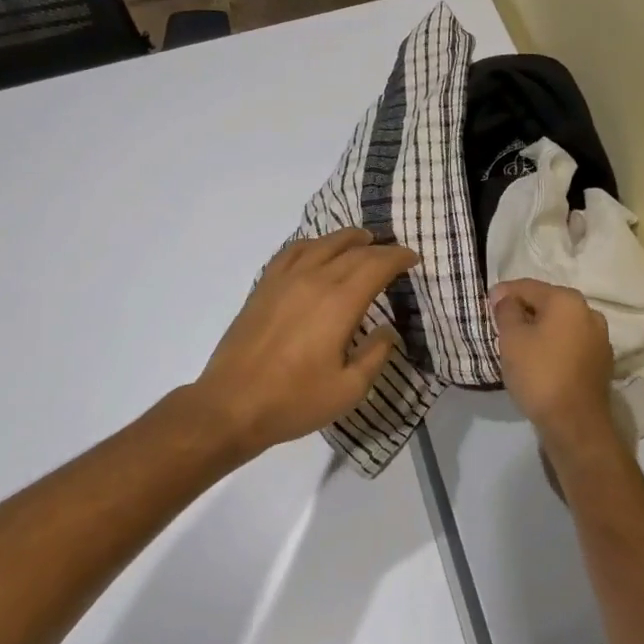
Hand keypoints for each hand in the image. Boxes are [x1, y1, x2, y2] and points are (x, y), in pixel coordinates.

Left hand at [184, 228, 418, 456]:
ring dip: (347, 238)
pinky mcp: (263, 286)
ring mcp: (284, 280)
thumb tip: (387, 330)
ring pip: (322, 244)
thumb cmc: (294, 401)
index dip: (397, 258)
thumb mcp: (348, 390)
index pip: (376, 265)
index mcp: (339, 303)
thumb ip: (375, 355)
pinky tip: (316, 250)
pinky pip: (291, 251)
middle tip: (393, 254)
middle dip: (378, 249)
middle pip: (352, 251)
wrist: (231, 404)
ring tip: (361, 240)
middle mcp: (314, 280)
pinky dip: (312, 244)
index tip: (412, 259)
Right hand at [490, 279, 617, 449]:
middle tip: (500, 326)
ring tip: (518, 345)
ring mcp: (599, 338)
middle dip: (523, 311)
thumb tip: (505, 296)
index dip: (504, 293)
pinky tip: (540, 360)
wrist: (575, 424)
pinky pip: (571, 343)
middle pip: (547, 303)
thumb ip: (506, 310)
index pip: (528, 287)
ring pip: (560, 324)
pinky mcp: (601, 362)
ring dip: (539, 329)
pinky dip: (554, 345)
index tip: (486, 306)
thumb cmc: (539, 374)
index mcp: (567, 300)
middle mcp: (589, 312)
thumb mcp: (512, 338)